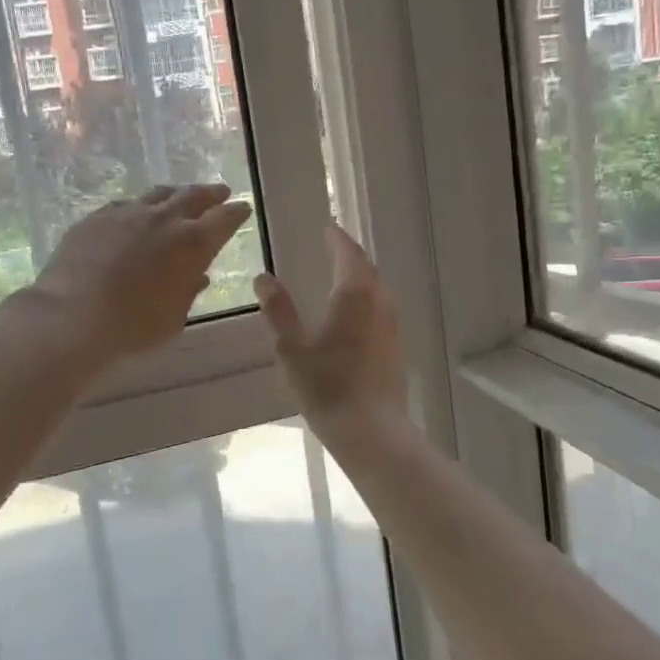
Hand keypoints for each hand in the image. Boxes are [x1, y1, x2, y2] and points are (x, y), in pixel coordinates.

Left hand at [28, 184, 251, 361]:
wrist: (73, 316)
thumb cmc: (134, 326)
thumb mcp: (174, 317)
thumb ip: (188, 291)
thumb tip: (197, 275)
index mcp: (193, 243)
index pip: (224, 219)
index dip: (236, 212)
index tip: (243, 208)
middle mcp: (164, 219)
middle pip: (193, 196)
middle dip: (210, 194)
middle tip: (220, 192)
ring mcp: (128, 213)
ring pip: (158, 194)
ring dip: (175, 194)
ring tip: (180, 195)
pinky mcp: (97, 217)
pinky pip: (125, 205)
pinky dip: (139, 207)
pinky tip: (135, 212)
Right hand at [254, 224, 409, 430]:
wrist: (371, 431)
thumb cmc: (327, 386)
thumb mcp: (291, 347)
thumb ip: (278, 310)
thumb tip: (264, 278)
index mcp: (354, 296)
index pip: (349, 255)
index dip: (338, 240)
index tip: (328, 228)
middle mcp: (379, 304)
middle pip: (368, 270)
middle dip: (351, 256)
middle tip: (334, 248)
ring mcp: (392, 328)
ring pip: (378, 291)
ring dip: (362, 279)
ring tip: (343, 278)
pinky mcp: (395, 350)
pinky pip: (382, 311)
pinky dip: (367, 301)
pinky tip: (355, 317)